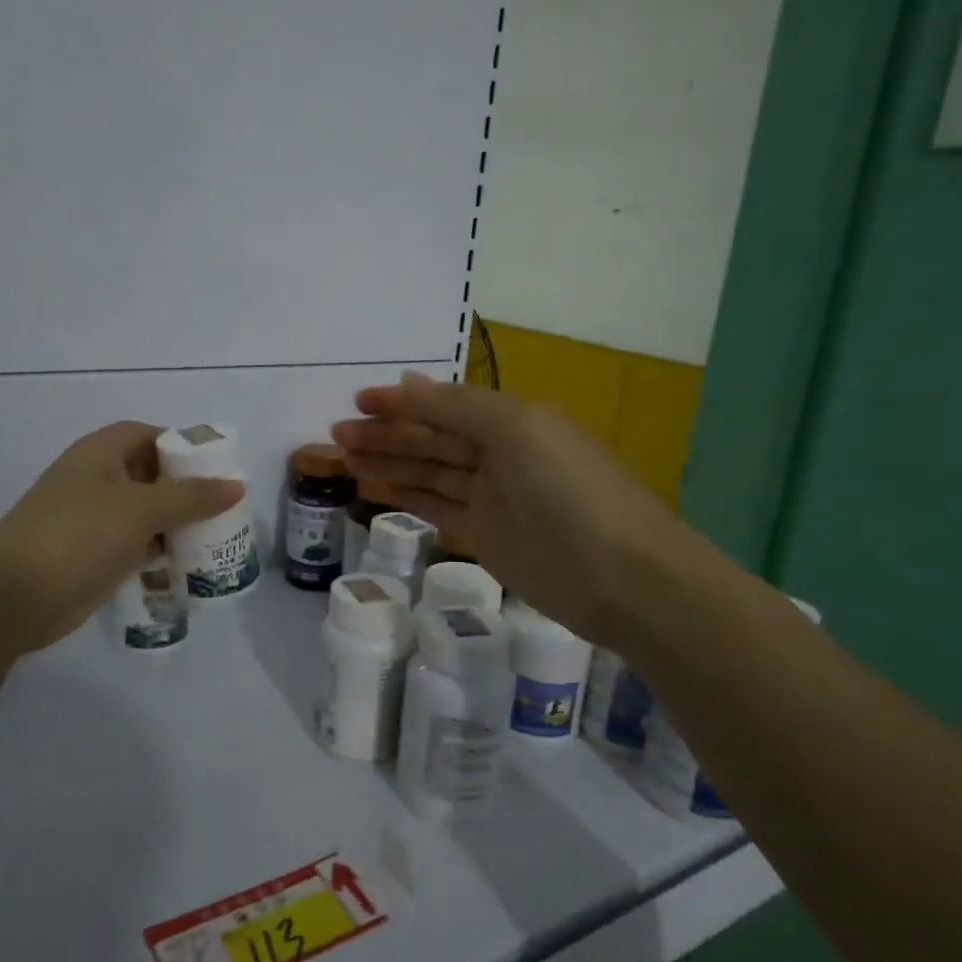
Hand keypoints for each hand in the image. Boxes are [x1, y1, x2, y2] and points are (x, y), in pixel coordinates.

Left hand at [0, 422, 243, 654]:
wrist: (15, 597)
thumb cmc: (79, 534)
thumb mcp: (141, 509)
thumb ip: (192, 496)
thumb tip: (237, 486)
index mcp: (100, 454)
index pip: (147, 435)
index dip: (180, 444)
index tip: (216, 464)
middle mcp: (97, 481)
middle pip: (151, 475)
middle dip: (187, 487)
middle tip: (226, 503)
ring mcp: (95, 521)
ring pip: (148, 513)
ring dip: (179, 522)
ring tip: (220, 533)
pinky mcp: (97, 556)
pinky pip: (140, 545)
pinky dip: (164, 550)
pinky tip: (194, 561)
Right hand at [333, 373, 700, 649]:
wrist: (624, 579)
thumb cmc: (571, 494)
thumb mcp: (518, 433)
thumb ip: (458, 408)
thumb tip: (409, 382)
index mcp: (513, 421)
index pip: (445, 405)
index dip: (402, 402)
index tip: (357, 401)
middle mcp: (500, 454)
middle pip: (432, 438)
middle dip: (386, 434)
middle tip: (337, 434)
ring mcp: (492, 498)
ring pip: (428, 473)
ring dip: (388, 464)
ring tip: (343, 459)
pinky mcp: (484, 537)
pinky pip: (435, 508)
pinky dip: (404, 497)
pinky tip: (372, 489)